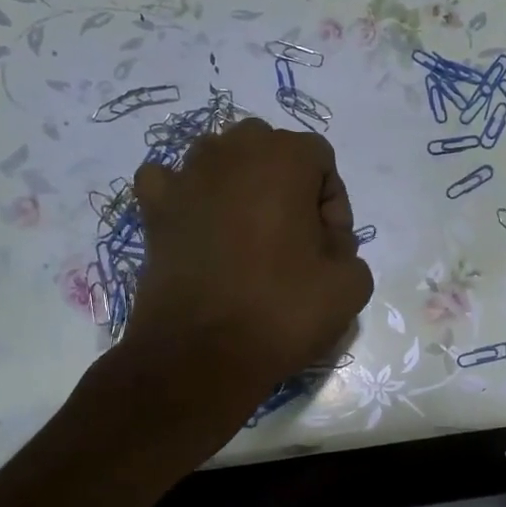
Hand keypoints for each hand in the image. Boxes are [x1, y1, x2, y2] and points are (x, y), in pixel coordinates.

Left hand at [124, 118, 373, 409]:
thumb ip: (349, 247)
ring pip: (222, 160)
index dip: (333, 204)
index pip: (322, 160)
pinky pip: (170, 182)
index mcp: (284, 157)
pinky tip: (197, 224)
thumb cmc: (281, 312)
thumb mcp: (351, 284)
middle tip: (294, 240)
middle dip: (288, 187)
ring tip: (248, 236)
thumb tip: (323, 243)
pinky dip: (186, 196)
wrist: (201, 355)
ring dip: (241, 187)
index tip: (329, 248)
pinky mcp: (153, 208)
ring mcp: (185, 176)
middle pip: (272, 151)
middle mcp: (231, 151)